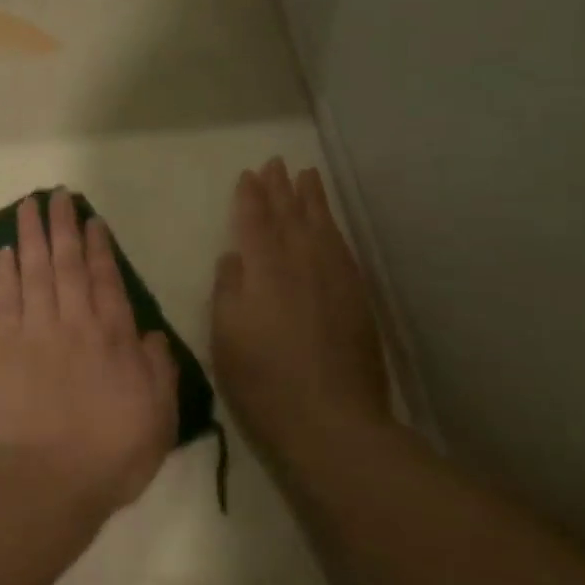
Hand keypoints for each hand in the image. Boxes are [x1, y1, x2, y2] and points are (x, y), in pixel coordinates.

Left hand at [0, 191, 178, 511]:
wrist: (50, 480)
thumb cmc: (112, 454)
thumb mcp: (159, 417)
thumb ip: (158, 371)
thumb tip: (149, 335)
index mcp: (113, 338)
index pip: (105, 280)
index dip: (98, 248)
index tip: (91, 221)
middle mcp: (75, 323)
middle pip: (67, 263)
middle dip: (63, 226)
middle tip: (56, 195)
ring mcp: (35, 332)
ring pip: (35, 271)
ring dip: (31, 236)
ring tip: (27, 206)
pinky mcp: (3, 347)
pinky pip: (4, 301)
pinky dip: (5, 274)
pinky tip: (6, 252)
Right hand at [211, 160, 391, 455]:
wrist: (331, 421)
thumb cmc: (263, 380)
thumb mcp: (226, 336)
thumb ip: (229, 289)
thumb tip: (235, 258)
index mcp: (265, 270)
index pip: (255, 221)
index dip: (251, 197)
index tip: (248, 174)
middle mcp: (302, 264)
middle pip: (291, 216)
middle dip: (282, 189)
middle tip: (277, 163)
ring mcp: (336, 280)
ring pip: (322, 227)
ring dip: (312, 200)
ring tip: (308, 176)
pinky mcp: (358, 299)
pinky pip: (344, 249)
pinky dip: (334, 229)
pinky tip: (330, 225)